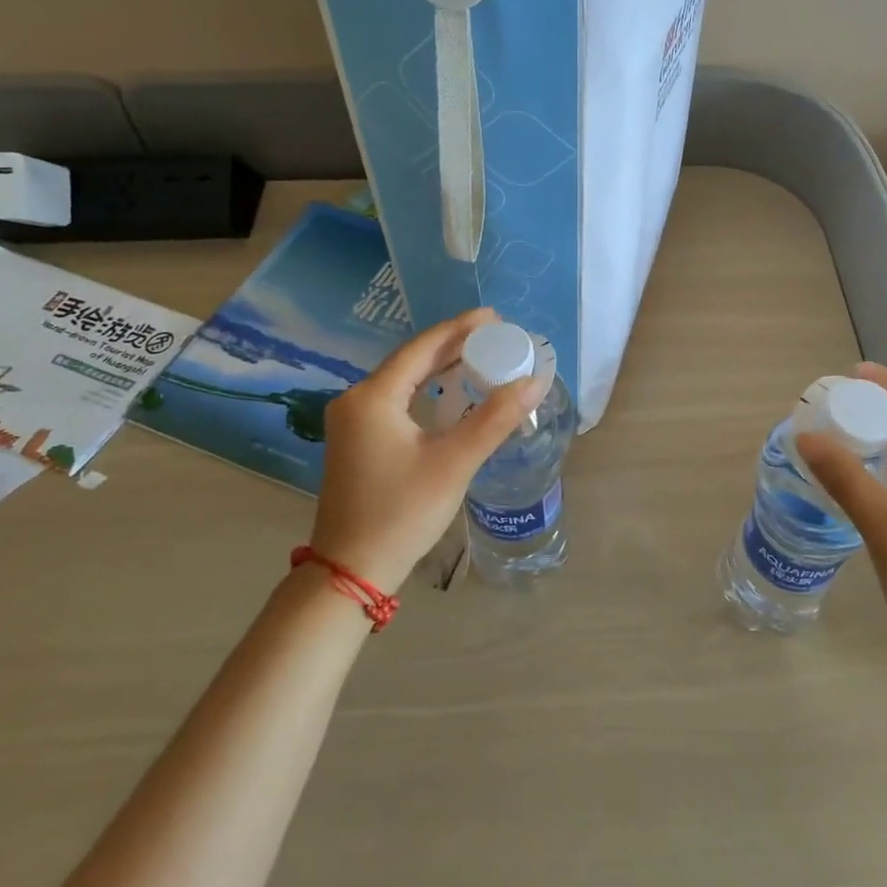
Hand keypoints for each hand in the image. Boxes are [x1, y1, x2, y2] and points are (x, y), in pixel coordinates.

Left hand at [309, 309, 537, 593]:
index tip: (494, 316)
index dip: (460, 328)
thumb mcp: (454, 462)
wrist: (351, 570)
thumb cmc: (402, 512)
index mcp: (373, 397)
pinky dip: (425, 391)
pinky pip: (396, 400)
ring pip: (403, 380)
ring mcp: (352, 422)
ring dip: (440, 368)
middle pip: (411, 360)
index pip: (423, 348)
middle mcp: (356, 400)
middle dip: (453, 346)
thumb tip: (535, 380)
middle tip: (494, 336)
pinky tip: (449, 393)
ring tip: (479, 357)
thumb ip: (495, 418)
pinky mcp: (357, 441)